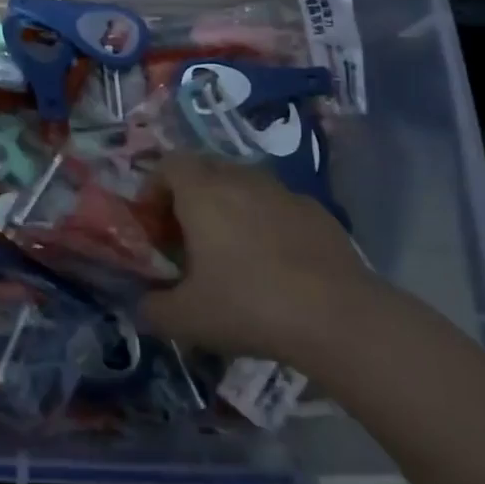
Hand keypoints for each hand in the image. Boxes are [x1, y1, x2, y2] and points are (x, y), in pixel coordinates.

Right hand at [140, 153, 372, 361]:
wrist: (339, 317)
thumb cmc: (249, 305)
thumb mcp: (186, 319)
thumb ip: (153, 308)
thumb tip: (145, 305)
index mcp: (202, 192)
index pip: (168, 164)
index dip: (154, 188)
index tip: (155, 225)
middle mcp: (240, 179)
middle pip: (205, 170)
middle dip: (190, 197)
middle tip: (188, 238)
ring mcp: (283, 192)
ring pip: (244, 185)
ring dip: (229, 207)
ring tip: (232, 251)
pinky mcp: (317, 211)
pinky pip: (277, 205)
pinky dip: (266, 222)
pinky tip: (275, 263)